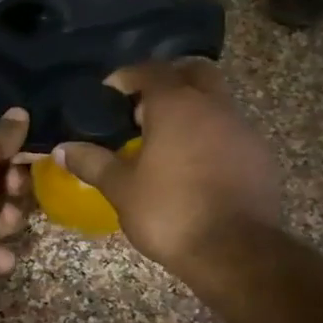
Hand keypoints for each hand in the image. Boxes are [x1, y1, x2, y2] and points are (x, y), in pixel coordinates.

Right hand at [53, 61, 278, 271]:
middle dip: (169, 79)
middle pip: (194, 72)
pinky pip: (231, 131)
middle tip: (144, 105)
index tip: (110, 92)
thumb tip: (62, 149)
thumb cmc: (169, 212)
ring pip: (217, 101)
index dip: (127, 76)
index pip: (151, 70)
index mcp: (176, 106)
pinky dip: (212, 135)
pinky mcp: (260, 156)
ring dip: (193, 109)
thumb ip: (92, 163)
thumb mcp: (121, 188)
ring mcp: (243, 129)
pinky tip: (196, 165)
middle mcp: (213, 106)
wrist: (235, 252)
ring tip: (167, 139)